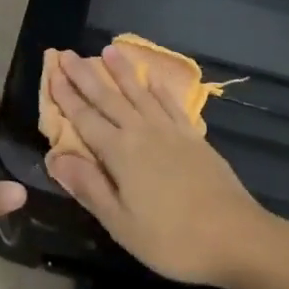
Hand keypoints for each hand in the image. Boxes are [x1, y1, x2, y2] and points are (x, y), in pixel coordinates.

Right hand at [45, 48, 277, 287]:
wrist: (236, 236)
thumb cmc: (172, 239)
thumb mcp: (121, 223)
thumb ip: (88, 187)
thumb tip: (55, 157)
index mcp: (120, 153)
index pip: (85, 118)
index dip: (66, 96)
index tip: (52, 71)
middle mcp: (142, 132)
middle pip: (108, 98)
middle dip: (86, 75)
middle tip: (67, 53)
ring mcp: (171, 131)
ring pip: (139, 93)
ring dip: (122, 71)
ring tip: (108, 49)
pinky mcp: (194, 137)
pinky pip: (171, 104)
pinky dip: (159, 89)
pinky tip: (152, 79)